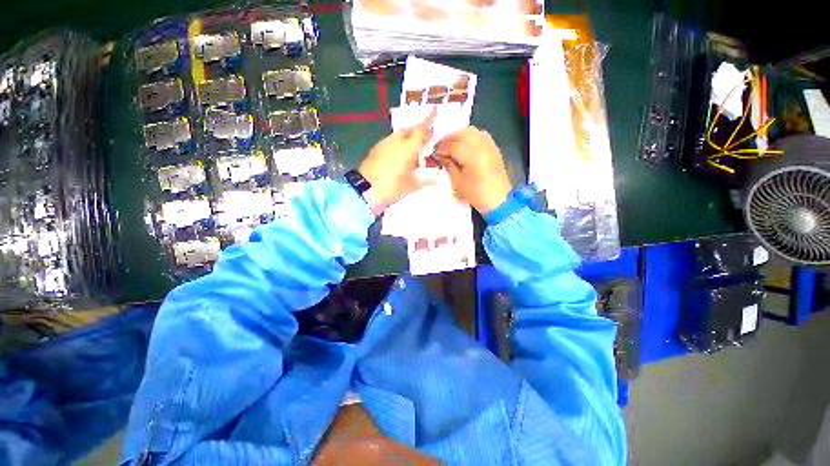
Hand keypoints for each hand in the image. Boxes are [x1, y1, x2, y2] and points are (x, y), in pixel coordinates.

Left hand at [358, 110, 435, 211]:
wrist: (365, 190)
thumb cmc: (391, 187)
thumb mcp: (410, 186)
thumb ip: (424, 180)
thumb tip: (435, 180)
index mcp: (407, 148)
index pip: (420, 131)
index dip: (428, 121)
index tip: (434, 111)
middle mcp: (395, 142)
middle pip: (409, 131)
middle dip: (418, 131)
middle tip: (426, 137)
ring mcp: (383, 144)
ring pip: (399, 136)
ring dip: (407, 138)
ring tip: (414, 149)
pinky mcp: (375, 150)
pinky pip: (390, 142)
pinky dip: (398, 145)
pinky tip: (400, 155)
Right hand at [435, 127, 511, 214]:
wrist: (498, 200)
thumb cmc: (476, 194)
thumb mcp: (457, 182)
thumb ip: (449, 165)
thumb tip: (441, 156)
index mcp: (471, 156)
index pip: (452, 145)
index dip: (441, 148)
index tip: (435, 153)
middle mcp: (481, 146)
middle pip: (462, 133)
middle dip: (449, 138)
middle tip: (442, 147)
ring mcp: (489, 145)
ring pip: (472, 131)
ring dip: (459, 135)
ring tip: (452, 145)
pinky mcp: (494, 148)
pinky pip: (481, 135)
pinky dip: (471, 137)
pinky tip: (466, 145)